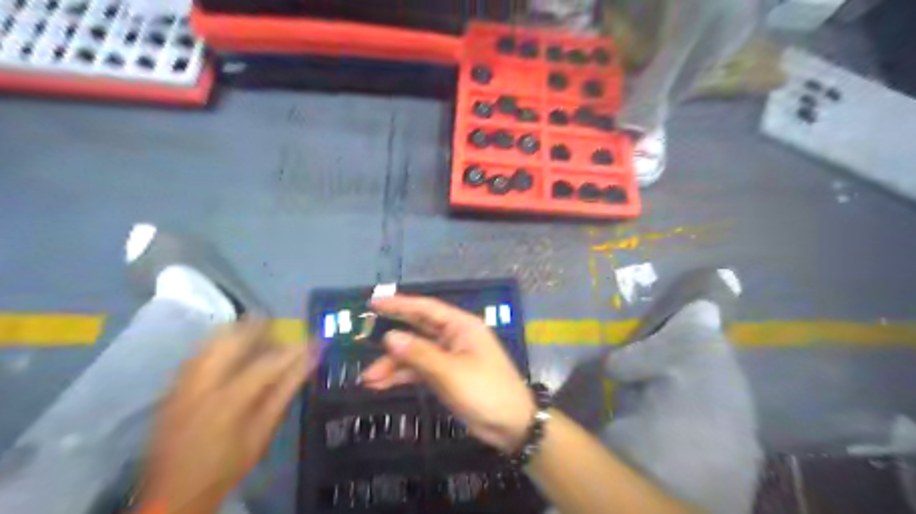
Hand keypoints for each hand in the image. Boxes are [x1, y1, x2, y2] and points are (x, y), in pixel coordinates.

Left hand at [140, 319, 316, 511]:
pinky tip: (235, 351)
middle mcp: (201, 383)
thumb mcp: (263, 431)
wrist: (173, 491)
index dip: (295, 348)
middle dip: (261, 327)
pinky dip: (222, 343)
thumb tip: (311, 360)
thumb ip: (286, 391)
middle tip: (283, 329)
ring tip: (261, 334)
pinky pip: (201, 351)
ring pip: (212, 340)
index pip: (268, 362)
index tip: (315, 339)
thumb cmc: (228, 463)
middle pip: (232, 338)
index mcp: (228, 400)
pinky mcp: (173, 385)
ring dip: (240, 332)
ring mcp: (183, 382)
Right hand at [359, 295, 534, 451]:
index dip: (400, 304)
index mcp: (461, 326)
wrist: (511, 425)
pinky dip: (402, 377)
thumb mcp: (450, 371)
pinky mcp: (446, 376)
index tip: (374, 303)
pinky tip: (381, 385)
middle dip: (392, 338)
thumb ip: (419, 353)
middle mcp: (454, 337)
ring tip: (367, 379)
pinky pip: (420, 371)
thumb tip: (389, 336)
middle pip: (418, 330)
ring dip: (393, 364)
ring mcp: (450, 357)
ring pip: (416, 354)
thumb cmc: (485, 390)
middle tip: (363, 335)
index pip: (426, 309)